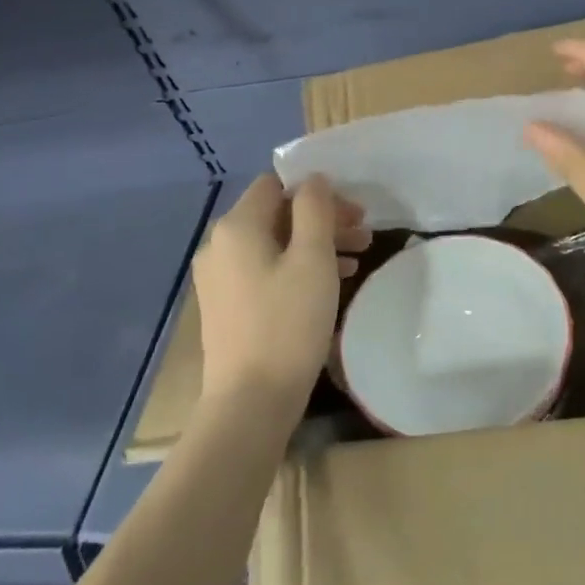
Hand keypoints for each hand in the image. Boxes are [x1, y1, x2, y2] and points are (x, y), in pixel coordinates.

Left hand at [193, 174, 368, 407]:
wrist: (249, 404)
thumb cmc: (287, 324)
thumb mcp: (312, 258)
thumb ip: (315, 209)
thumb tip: (314, 180)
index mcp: (236, 226)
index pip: (277, 184)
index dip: (317, 191)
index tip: (353, 212)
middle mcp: (220, 245)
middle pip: (277, 214)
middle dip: (322, 219)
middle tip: (365, 234)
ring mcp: (219, 278)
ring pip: (274, 243)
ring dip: (315, 244)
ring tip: (357, 259)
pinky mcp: (226, 306)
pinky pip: (265, 269)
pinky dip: (296, 267)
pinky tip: (330, 283)